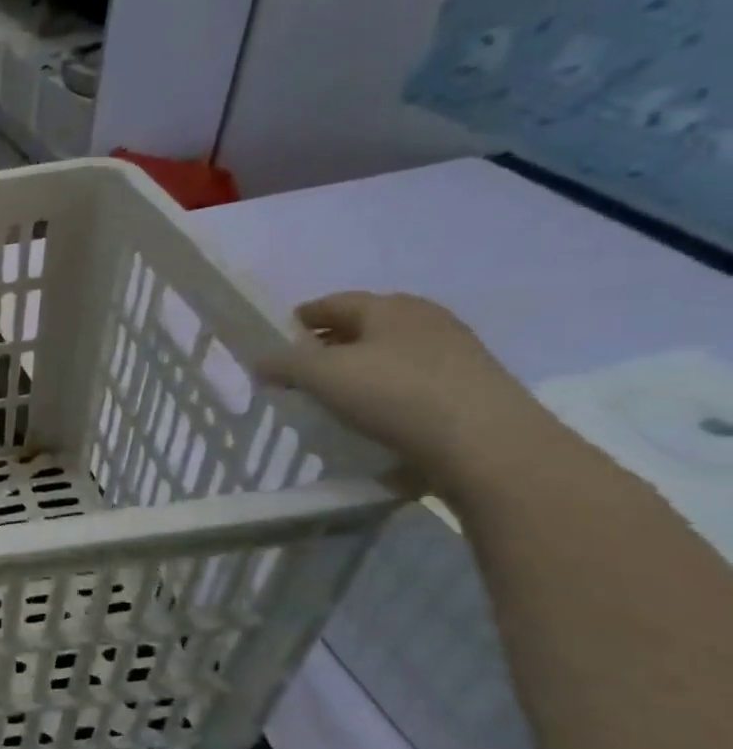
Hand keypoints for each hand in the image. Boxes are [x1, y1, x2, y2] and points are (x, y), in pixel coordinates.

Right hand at [263, 293, 564, 496]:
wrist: (487, 445)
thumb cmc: (396, 395)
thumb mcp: (321, 375)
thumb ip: (282, 363)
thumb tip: (260, 360)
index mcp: (390, 306)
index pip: (331, 303)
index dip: (296, 321)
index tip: (272, 346)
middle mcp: (425, 320)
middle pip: (360, 328)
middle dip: (324, 347)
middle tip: (295, 376)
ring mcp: (453, 353)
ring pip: (385, 356)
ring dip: (353, 373)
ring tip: (328, 401)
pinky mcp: (467, 388)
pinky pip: (407, 383)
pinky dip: (381, 394)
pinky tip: (367, 418)